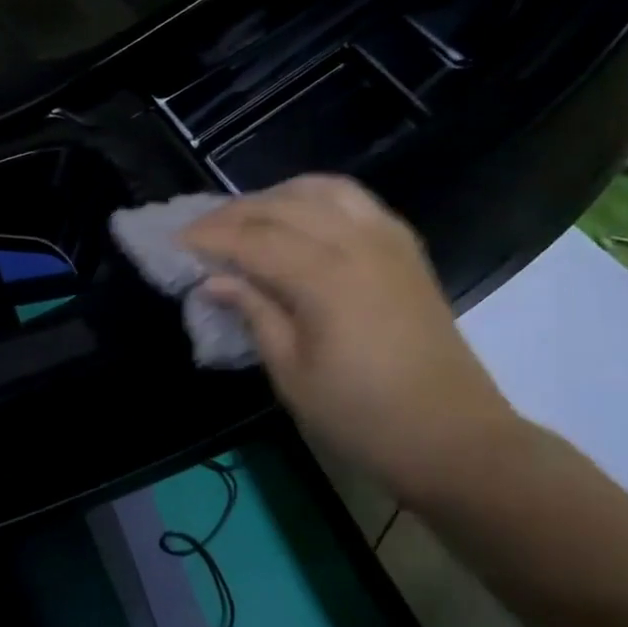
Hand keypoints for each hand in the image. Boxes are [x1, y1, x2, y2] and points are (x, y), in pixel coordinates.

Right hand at [182, 175, 525, 508]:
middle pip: (283, 206)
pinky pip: (355, 200)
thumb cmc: (362, 416)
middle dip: (235, 213)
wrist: (452, 437)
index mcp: (325, 277)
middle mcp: (357, 242)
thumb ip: (255, 314)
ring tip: (247, 218)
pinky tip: (300, 217)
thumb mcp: (292, 374)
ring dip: (276, 196)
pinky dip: (317, 198)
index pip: (253, 239)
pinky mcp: (405, 249)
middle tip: (201, 231)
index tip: (175, 240)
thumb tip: (215, 281)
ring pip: (322, 190)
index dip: (210, 237)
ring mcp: (387, 240)